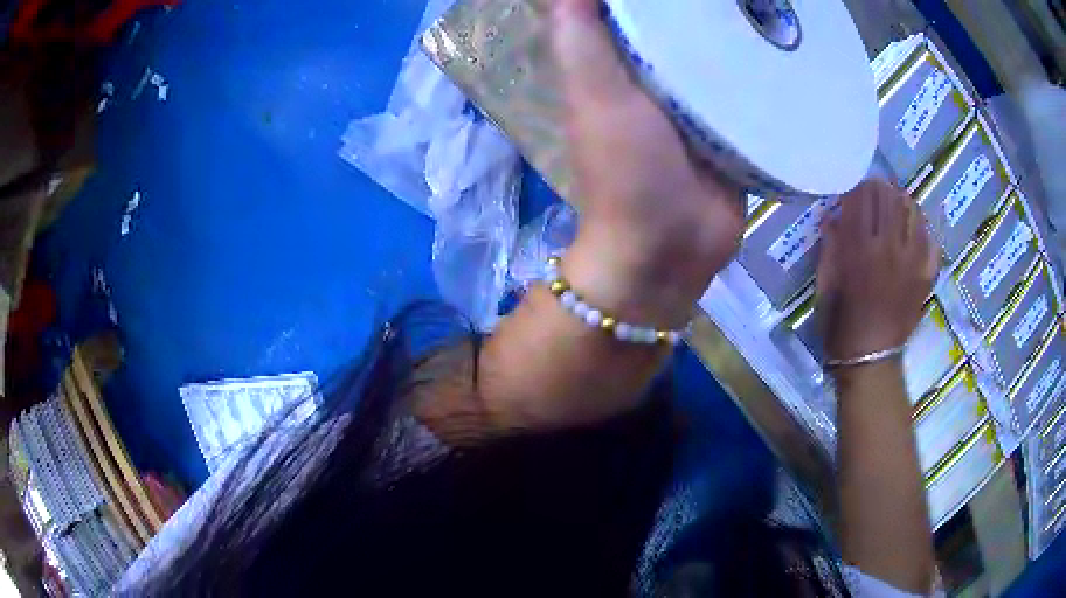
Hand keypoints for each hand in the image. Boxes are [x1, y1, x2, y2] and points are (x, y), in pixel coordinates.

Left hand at [552, 0, 742, 326]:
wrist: (672, 248)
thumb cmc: (628, 171)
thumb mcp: (594, 94)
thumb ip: (580, 38)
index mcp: (619, 63)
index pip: (632, 7)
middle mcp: (658, 74)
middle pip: (681, 23)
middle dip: (704, 5)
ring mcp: (700, 100)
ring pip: (719, 50)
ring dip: (738, 29)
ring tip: (768, 4)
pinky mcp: (734, 125)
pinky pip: (750, 86)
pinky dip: (762, 67)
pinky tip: (786, 44)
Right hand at [817, 180, 939, 364]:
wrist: (870, 362)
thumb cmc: (841, 326)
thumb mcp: (825, 285)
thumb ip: (830, 247)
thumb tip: (832, 216)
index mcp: (859, 249)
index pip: (861, 197)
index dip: (856, 186)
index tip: (853, 187)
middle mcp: (889, 247)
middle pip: (889, 198)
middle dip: (880, 188)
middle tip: (876, 190)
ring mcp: (912, 261)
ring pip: (913, 212)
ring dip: (903, 202)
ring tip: (897, 204)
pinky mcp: (926, 276)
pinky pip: (931, 242)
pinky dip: (923, 230)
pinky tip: (915, 231)